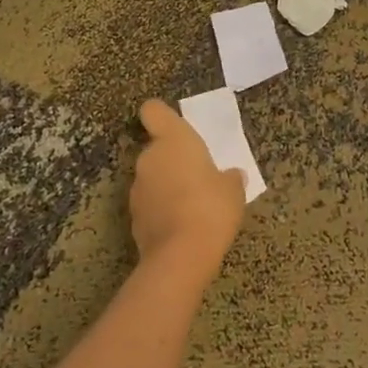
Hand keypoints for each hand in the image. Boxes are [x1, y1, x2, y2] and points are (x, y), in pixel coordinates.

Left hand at [128, 101, 246, 278]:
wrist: (181, 256)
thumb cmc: (211, 207)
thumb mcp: (233, 190)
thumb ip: (230, 178)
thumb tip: (232, 175)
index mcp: (173, 140)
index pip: (154, 111)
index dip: (161, 116)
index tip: (173, 126)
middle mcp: (149, 158)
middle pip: (156, 149)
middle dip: (172, 160)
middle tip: (198, 176)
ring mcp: (137, 189)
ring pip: (152, 178)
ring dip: (166, 186)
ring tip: (192, 206)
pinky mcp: (133, 218)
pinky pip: (150, 204)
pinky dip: (161, 210)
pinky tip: (182, 226)